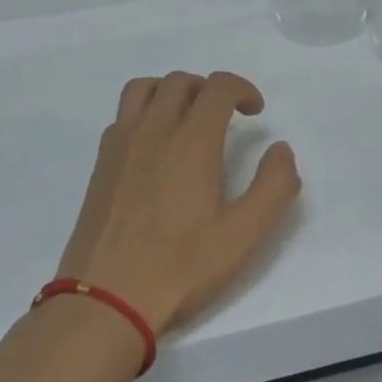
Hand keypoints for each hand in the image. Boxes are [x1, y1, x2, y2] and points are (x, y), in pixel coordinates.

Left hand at [56, 71, 301, 334]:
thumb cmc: (180, 268)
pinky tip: (155, 147)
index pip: (217, 87)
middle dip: (209, 89)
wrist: (105, 299)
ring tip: (187, 118)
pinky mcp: (100, 163)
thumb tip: (281, 149)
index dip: (242, 88)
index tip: (255, 111)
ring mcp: (120, 144)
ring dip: (171, 91)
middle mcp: (153, 130)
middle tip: (226, 116)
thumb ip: (273, 187)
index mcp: (191, 142)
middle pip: (180, 82)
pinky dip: (145, 112)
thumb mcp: (243, 236)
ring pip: (144, 89)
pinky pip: (123, 115)